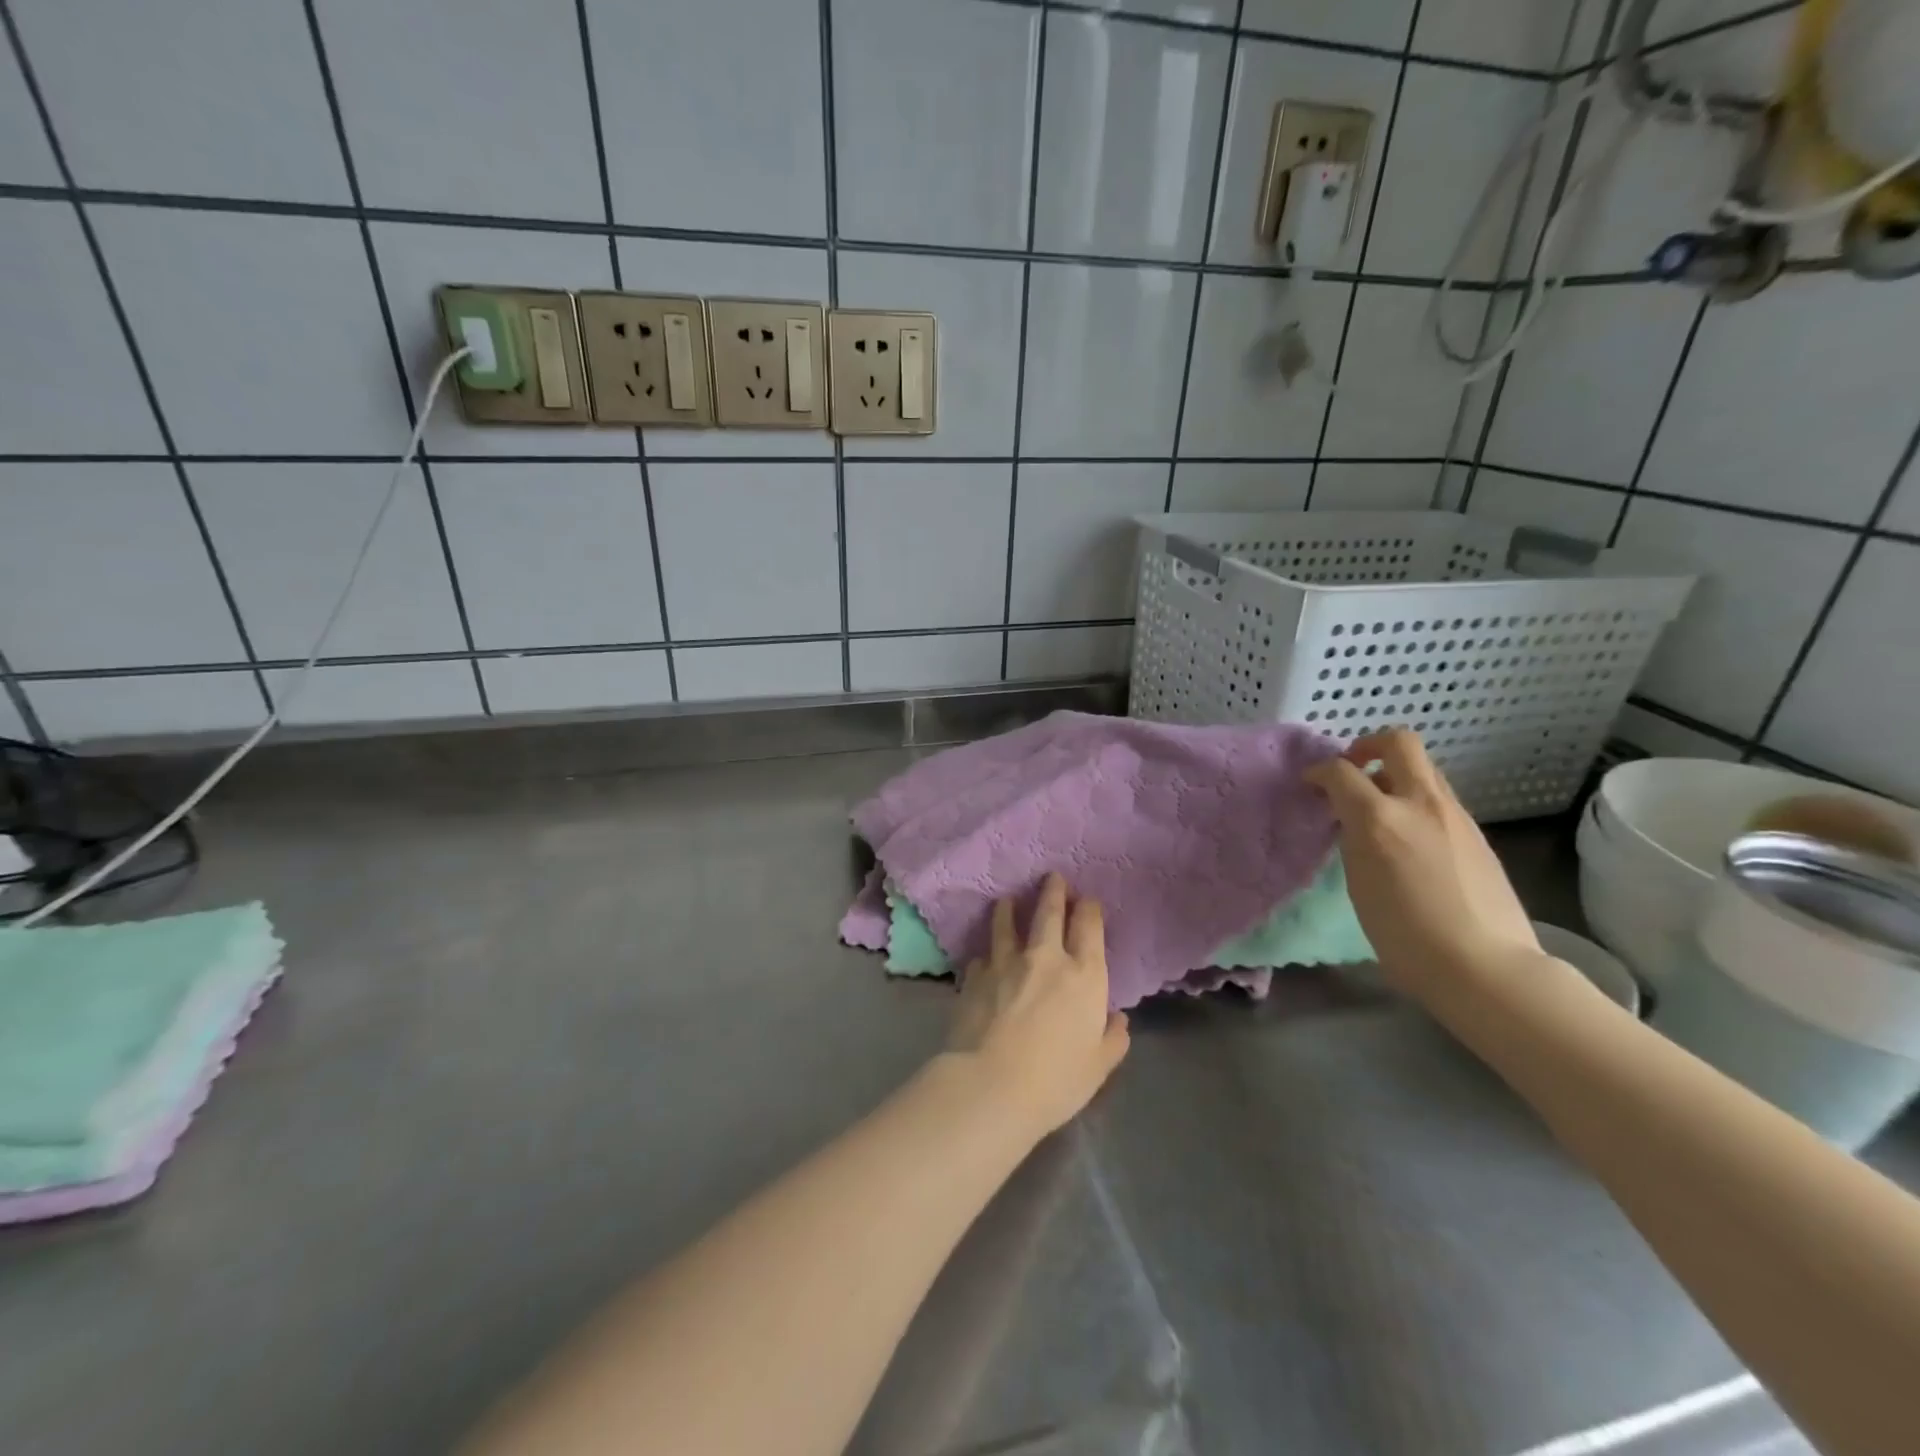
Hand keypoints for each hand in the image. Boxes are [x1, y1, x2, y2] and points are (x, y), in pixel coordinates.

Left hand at [947, 873, 1130, 1136]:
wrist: (991, 1085)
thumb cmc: (1055, 1081)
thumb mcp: (1098, 1066)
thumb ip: (1112, 1039)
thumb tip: (1117, 1020)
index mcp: (1084, 976)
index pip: (1088, 926)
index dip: (1088, 908)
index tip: (1086, 899)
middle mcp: (1046, 958)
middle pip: (1049, 912)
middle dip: (1053, 890)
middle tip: (1052, 877)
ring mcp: (1006, 962)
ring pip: (1007, 922)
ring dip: (1009, 908)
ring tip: (1007, 899)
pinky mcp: (975, 975)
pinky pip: (982, 956)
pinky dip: (986, 953)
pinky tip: (983, 957)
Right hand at [1306, 728, 1539, 999]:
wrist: (1485, 967)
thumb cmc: (1405, 935)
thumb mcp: (1360, 882)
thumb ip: (1355, 839)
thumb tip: (1355, 821)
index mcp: (1380, 818)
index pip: (1341, 771)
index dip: (1319, 772)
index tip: (1310, 784)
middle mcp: (1420, 804)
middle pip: (1398, 742)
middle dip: (1368, 746)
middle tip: (1352, 770)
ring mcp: (1455, 816)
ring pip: (1424, 770)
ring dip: (1395, 776)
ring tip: (1378, 810)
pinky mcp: (1477, 835)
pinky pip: (1439, 800)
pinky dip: (1415, 803)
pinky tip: (1409, 839)